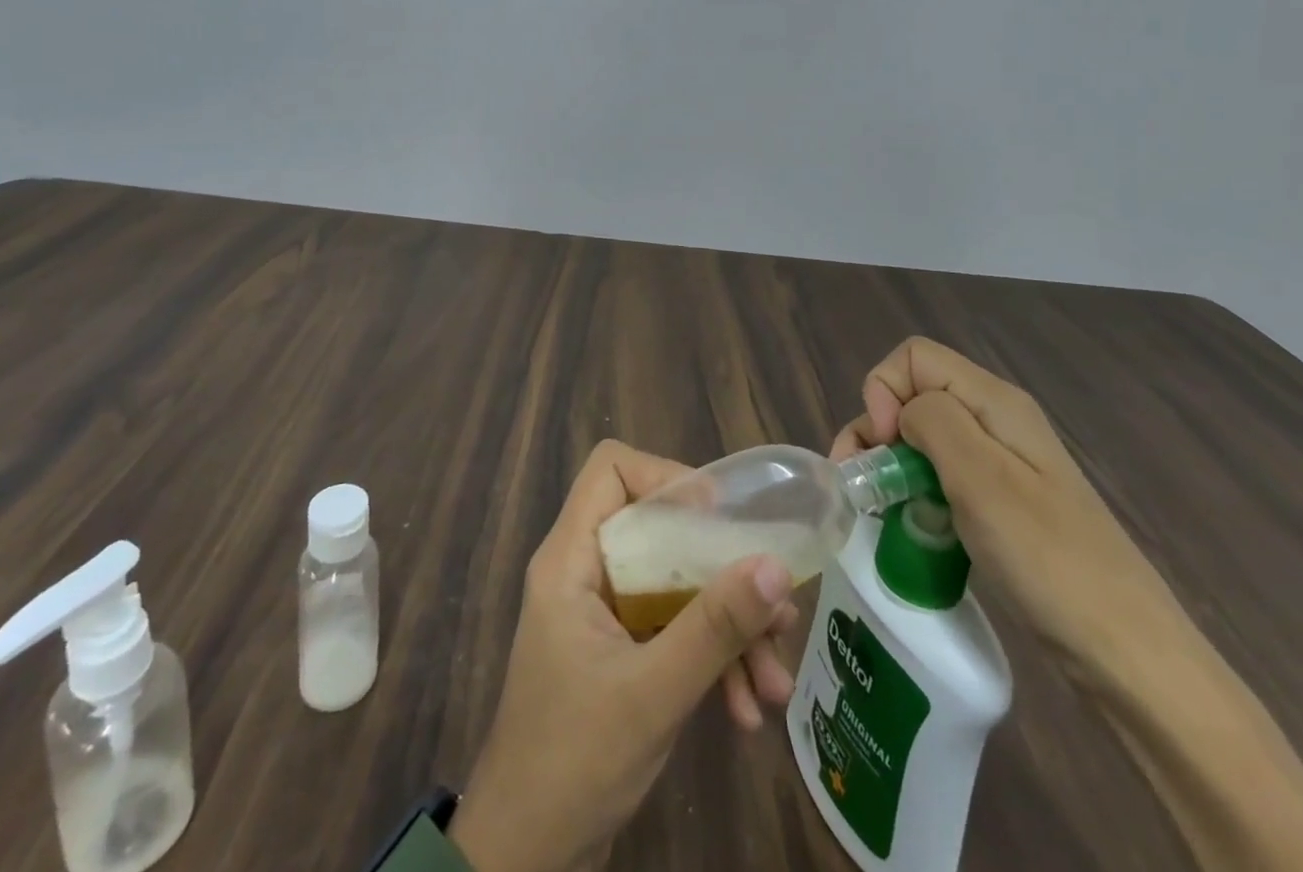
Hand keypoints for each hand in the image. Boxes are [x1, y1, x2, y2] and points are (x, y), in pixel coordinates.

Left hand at [448, 440, 798, 871]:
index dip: (667, 478)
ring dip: (728, 627)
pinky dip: (713, 660)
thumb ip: (715, 627)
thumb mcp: (653, 692)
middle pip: (660, 530)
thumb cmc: (574, 762)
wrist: (526, 862)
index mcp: (572, 558)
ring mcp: (605, 613)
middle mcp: (587, 571)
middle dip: (722, 571)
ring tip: (775, 679)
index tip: (719, 520)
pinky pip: (675, 629)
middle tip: (775, 608)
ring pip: (676, 584)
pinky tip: (748, 710)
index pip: (613, 470)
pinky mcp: (622, 652)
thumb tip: (776, 565)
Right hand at [832, 337, 1190, 685]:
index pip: (914, 357)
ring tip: (878, 508)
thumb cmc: (1048, 559)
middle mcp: (995, 419)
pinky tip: (911, 523)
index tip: (883, 447)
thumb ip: (933, 421)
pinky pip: (941, 473)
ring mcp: (1000, 462)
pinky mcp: (1000, 500)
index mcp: (994, 401)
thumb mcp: (981, 479)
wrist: (1127, 652)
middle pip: (914, 394)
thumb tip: (901, 411)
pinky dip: (914, 489)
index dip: (884, 390)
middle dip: (876, 428)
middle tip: (863, 485)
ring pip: (923, 435)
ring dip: (891, 462)